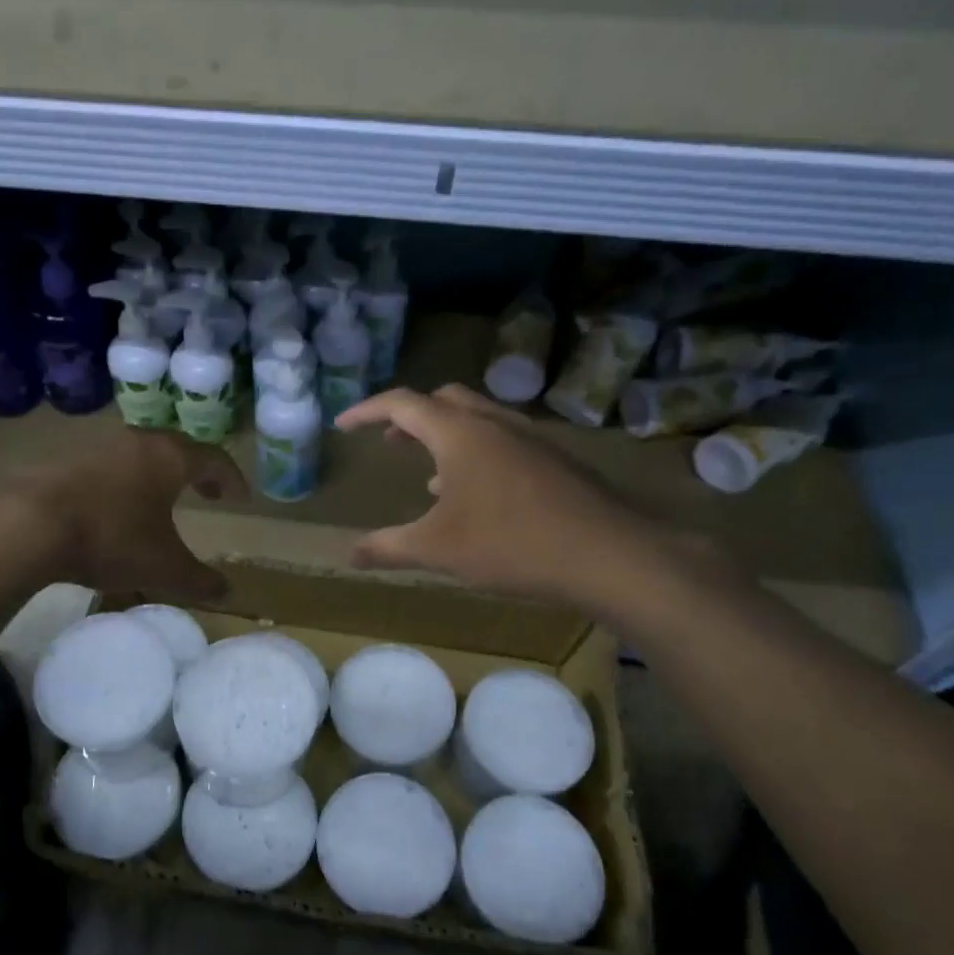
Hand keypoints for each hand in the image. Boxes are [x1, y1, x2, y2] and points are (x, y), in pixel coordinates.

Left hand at [7, 429, 246, 601]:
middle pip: (177, 449)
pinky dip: (124, 481)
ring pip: (140, 455)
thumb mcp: (163, 568)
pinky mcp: (65, 458)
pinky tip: (114, 507)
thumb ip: (199, 580)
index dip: (230, 478)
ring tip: (160, 500)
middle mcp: (138, 442)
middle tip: (206, 492)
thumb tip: (226, 592)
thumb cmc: (111, 538)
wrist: (28, 522)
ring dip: (156, 474)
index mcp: (170, 458)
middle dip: (195, 471)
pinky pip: (109, 466)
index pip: (213, 459)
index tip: (238, 497)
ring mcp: (99, 447)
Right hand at [335, 384, 712, 616]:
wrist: (610, 554)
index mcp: (459, 432)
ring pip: (477, 418)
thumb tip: (349, 554)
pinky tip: (478, 496)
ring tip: (428, 473)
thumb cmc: (511, 543)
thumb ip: (387, 548)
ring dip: (446, 435)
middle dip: (410, 416)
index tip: (343, 425)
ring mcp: (531, 437)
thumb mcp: (437, 549)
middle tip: (390, 441)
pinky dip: (477, 453)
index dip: (366, 410)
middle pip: (442, 400)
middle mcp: (494, 422)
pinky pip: (504, 440)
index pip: (401, 403)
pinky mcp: (556, 459)